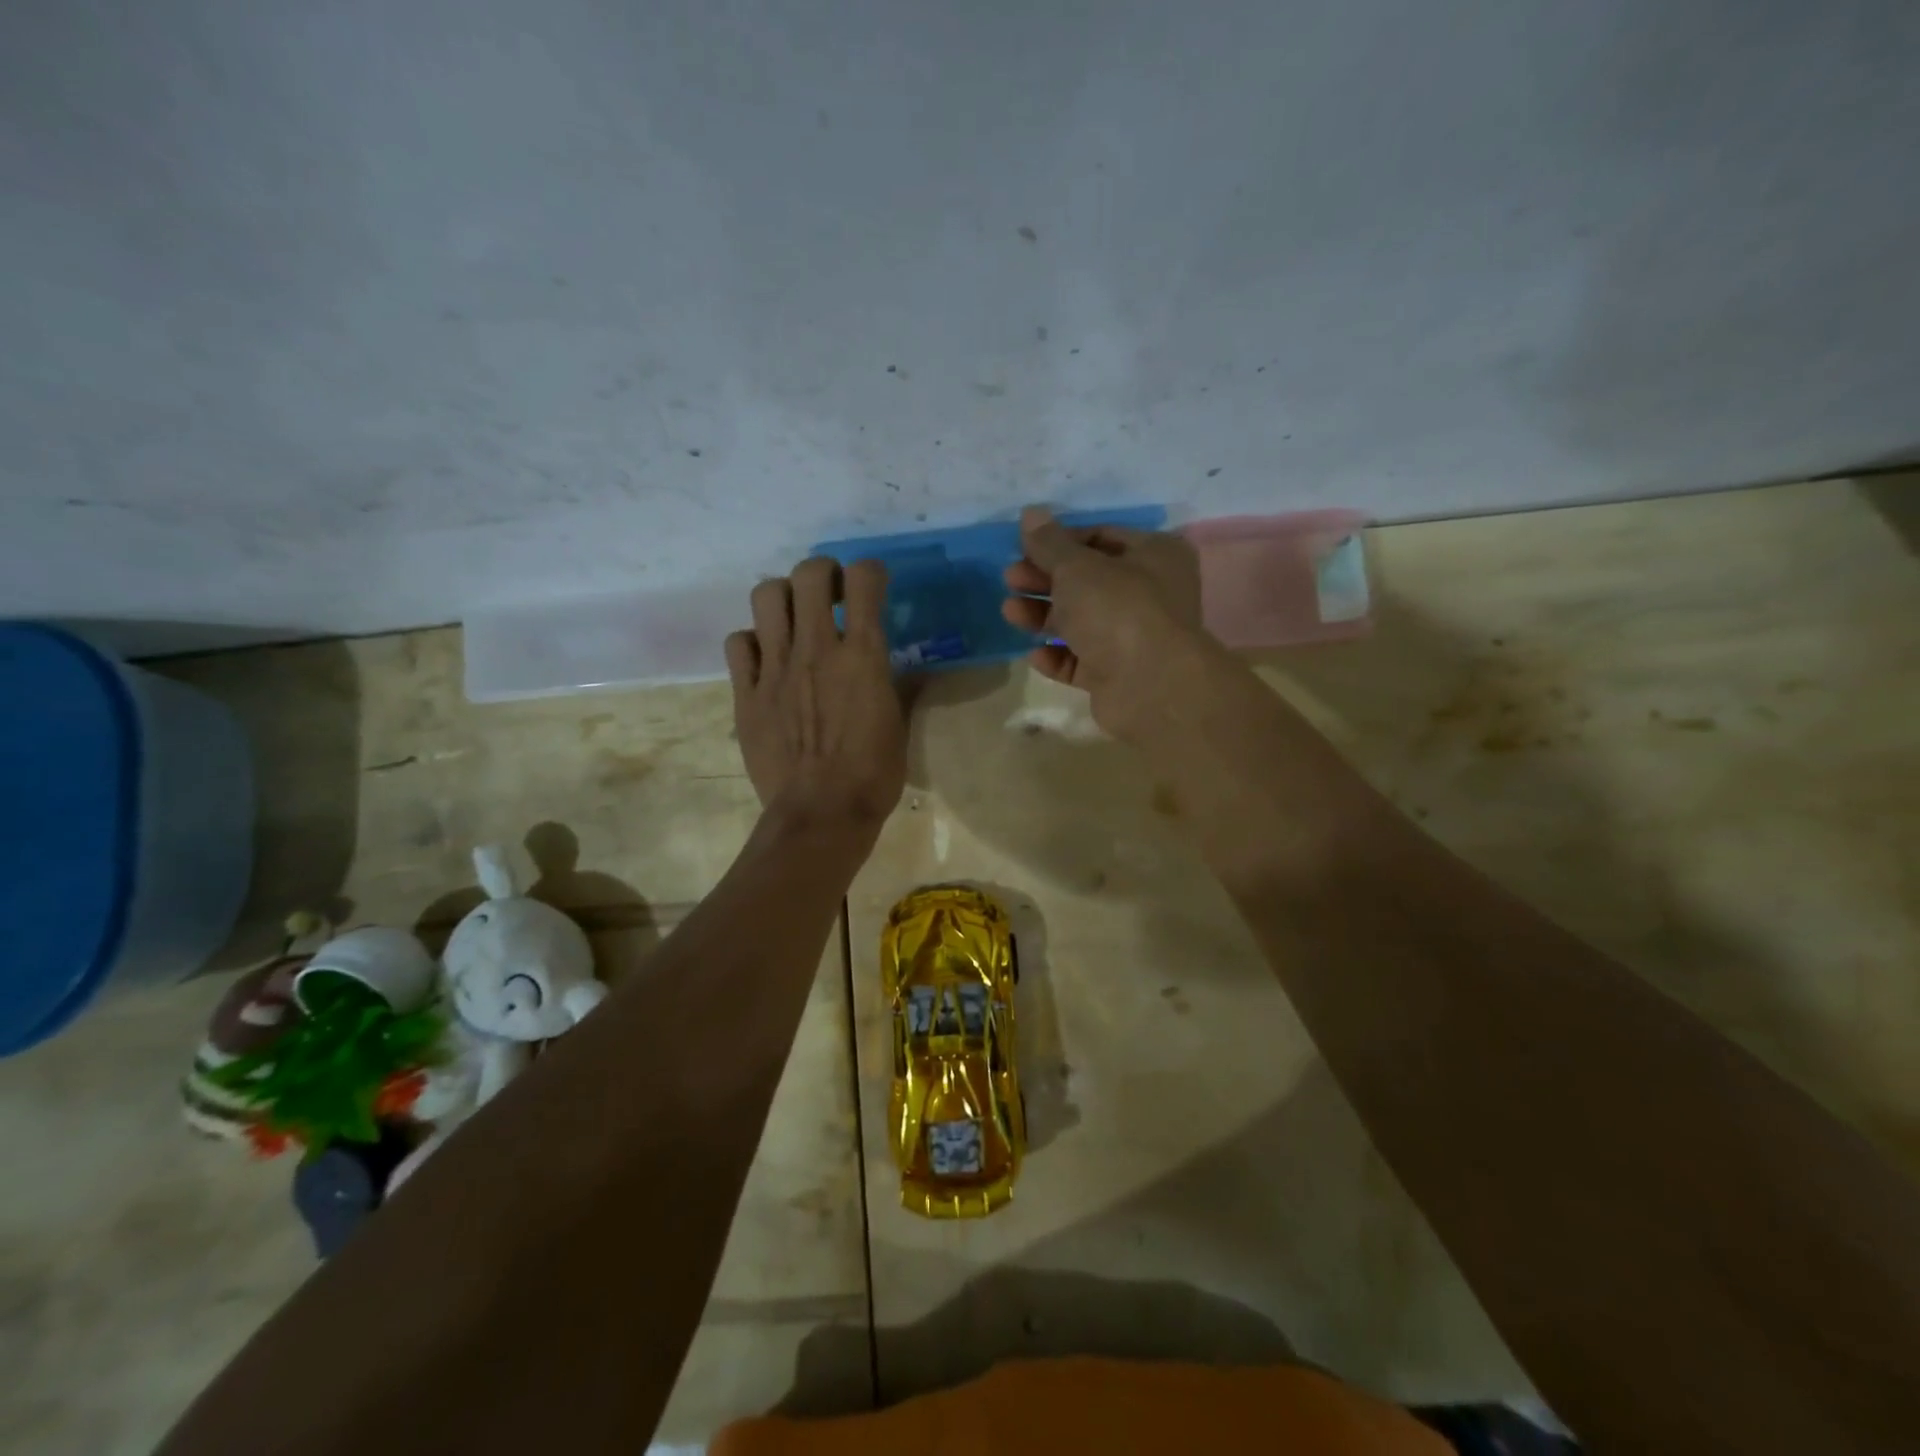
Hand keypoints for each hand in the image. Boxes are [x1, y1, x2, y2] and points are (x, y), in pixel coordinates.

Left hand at [726, 557, 907, 829]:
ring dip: (783, 598)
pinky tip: (765, 659)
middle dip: (822, 572)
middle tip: (830, 594)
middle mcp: (817, 649)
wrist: (821, 813)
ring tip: (793, 619)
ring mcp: (776, 668)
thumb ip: (900, 689)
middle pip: (809, 574)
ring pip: (766, 595)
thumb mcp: (898, 727)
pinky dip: (752, 643)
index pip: (864, 580)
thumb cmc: (872, 774)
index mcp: (862, 656)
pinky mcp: (747, 692)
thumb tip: (910, 673)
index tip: (872, 585)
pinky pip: (738, 643)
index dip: (870, 572)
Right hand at [1000, 507, 1208, 733]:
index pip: (1100, 537)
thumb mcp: (1076, 567)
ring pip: (1081, 621)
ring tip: (1010, 613)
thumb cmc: (1117, 610)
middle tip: (1009, 580)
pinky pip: (1082, 660)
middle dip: (1044, 580)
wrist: (1150, 686)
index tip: (1023, 548)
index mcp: (1154, 554)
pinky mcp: (1119, 674)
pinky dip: (1058, 656)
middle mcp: (1150, 593)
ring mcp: (1135, 637)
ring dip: (1043, 616)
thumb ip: (1049, 543)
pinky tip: (1035, 654)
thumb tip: (1031, 512)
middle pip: (1087, 581)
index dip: (1059, 541)